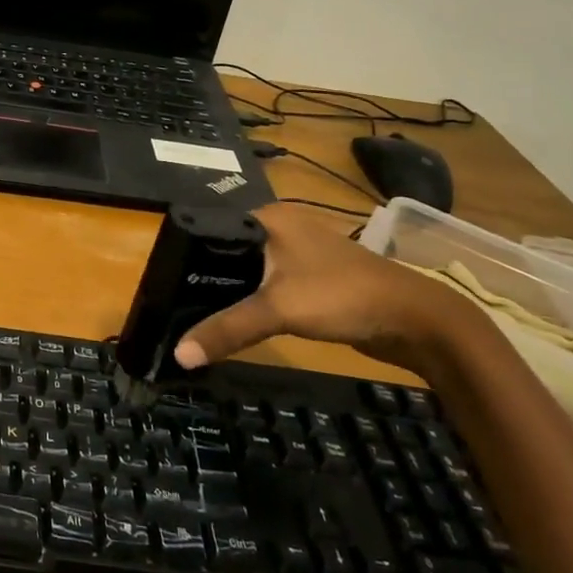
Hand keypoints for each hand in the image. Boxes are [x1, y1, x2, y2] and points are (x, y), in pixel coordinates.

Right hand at [174, 205, 481, 378]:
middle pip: (225, 251)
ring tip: (190, 313)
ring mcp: (295, 251)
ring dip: (226, 291)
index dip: (182, 256)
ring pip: (246, 269)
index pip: (209, 229)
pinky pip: (265, 284)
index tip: (159, 284)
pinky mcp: (308, 276)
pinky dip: (248, 300)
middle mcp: (277, 226)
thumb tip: (178, 355)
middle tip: (170, 305)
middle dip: (201, 277)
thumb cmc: (341, 295)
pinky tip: (231, 318)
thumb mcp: (278, 309)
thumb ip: (226, 329)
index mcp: (265, 217)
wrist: (413, 318)